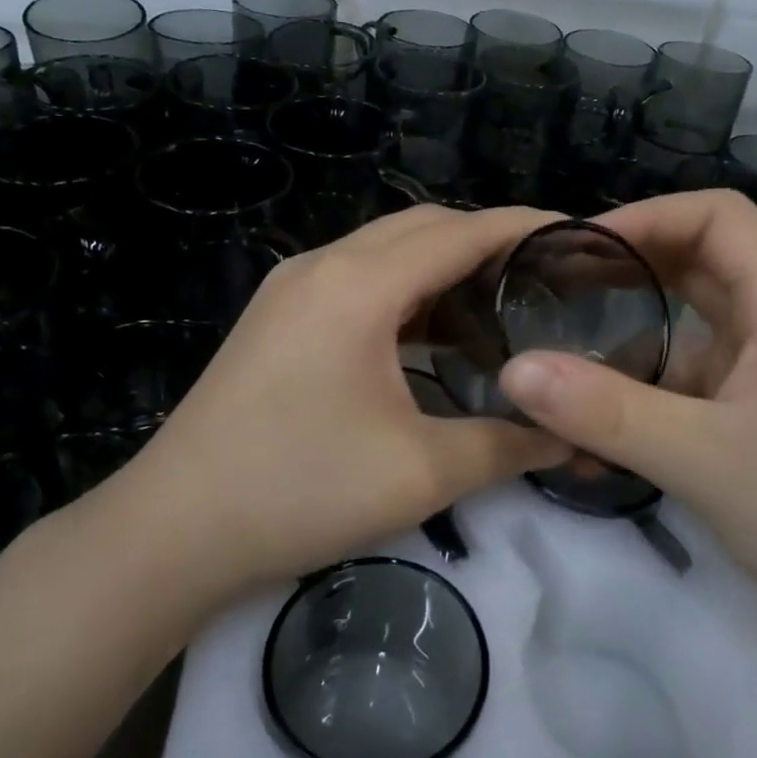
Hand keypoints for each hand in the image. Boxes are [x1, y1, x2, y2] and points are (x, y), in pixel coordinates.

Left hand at [95, 206, 572, 597]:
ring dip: (443, 265)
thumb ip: (506, 445)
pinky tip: (432, 333)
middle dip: (488, 240)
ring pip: (386, 251)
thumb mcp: (421, 473)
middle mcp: (323, 265)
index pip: (462, 232)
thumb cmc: (300, 491)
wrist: (174, 530)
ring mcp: (292, 289)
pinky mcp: (277, 317)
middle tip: (546, 278)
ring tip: (500, 302)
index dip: (526, 227)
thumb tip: (569, 440)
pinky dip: (405, 291)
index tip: (582, 238)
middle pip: (423, 227)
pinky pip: (357, 280)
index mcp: (361, 285)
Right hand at [496, 190, 756, 655]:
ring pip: (676, 338)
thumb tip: (513, 368)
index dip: (650, 214)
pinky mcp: (742, 427)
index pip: (719, 218)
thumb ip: (607, 412)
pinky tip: (587, 448)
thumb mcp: (704, 458)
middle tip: (549, 290)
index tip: (579, 245)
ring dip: (618, 352)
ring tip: (551, 378)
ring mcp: (756, 382)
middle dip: (622, 271)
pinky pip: (675, 395)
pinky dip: (631, 406)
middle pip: (692, 268)